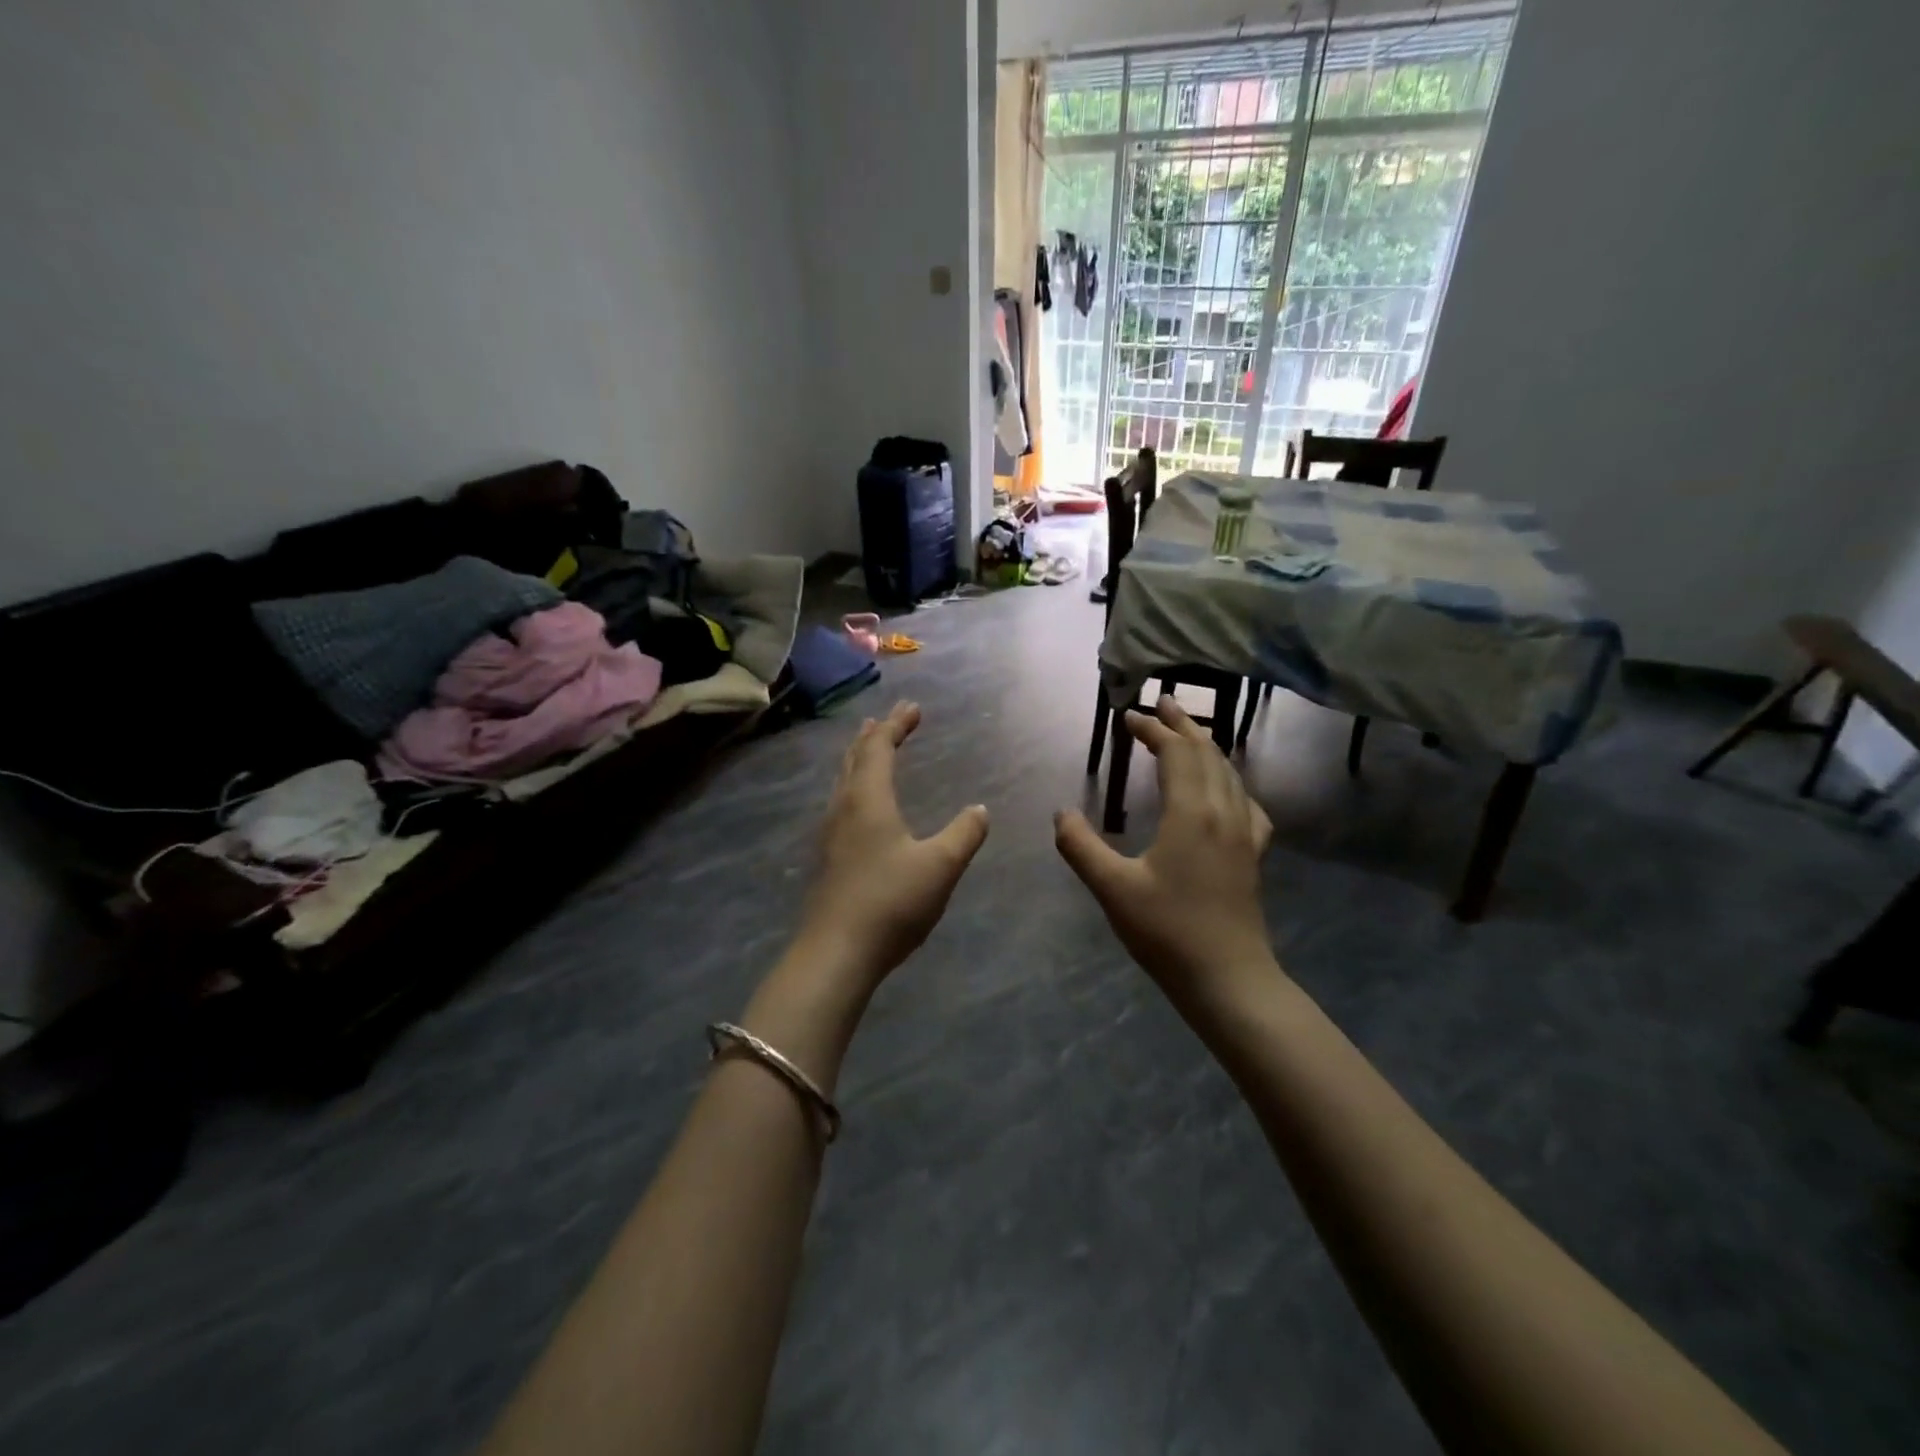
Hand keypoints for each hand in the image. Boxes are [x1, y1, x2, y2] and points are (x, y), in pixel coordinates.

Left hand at [795, 701, 990, 989]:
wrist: (836, 953)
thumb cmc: (891, 902)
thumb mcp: (940, 866)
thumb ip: (964, 833)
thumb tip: (980, 808)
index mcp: (868, 800)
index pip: (879, 749)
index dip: (897, 726)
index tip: (913, 708)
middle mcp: (844, 808)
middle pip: (855, 758)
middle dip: (874, 735)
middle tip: (889, 719)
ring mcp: (830, 834)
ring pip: (843, 781)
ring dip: (859, 758)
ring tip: (870, 748)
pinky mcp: (828, 858)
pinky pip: (841, 802)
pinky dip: (854, 785)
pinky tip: (860, 805)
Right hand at [1055, 696, 1276, 996]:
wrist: (1227, 978)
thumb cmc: (1167, 931)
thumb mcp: (1112, 888)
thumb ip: (1080, 846)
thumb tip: (1060, 813)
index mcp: (1192, 813)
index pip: (1176, 753)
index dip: (1153, 730)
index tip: (1129, 717)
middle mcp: (1224, 812)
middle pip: (1207, 754)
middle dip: (1183, 725)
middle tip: (1162, 704)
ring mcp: (1244, 834)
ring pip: (1229, 773)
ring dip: (1207, 747)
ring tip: (1189, 733)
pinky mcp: (1253, 854)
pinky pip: (1246, 801)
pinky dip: (1230, 780)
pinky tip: (1225, 791)